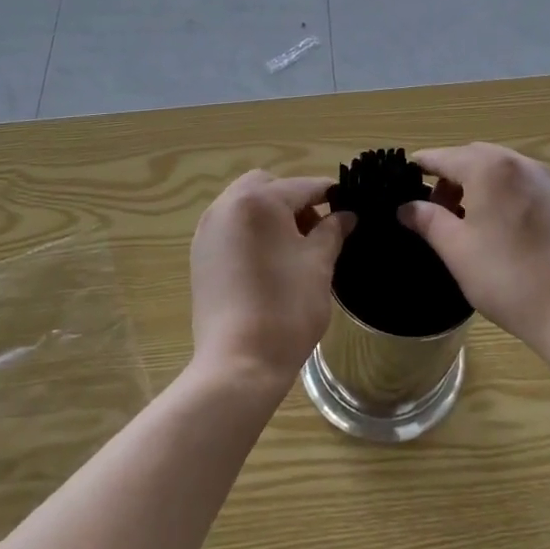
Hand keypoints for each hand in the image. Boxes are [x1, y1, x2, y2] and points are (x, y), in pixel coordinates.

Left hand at [189, 171, 354, 396]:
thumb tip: (345, 215)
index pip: (303, 186)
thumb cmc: (286, 308)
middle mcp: (227, 205)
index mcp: (259, 201)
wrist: (238, 362)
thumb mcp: (318, 264)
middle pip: (267, 186)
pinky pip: (230, 226)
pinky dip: (251, 231)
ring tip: (293, 249)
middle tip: (316, 231)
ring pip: (245, 204)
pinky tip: (268, 262)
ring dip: (271, 214)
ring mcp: (208, 230)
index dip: (330, 195)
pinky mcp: (200, 254)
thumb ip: (332, 231)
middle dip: (294, 200)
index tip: (349, 209)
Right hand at [398, 143, 549, 361]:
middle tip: (435, 210)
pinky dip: (501, 192)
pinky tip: (498, 226)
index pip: (444, 157)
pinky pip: (521, 182)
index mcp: (489, 168)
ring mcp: (546, 179)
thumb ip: (427, 220)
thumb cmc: (506, 278)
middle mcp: (519, 163)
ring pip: (499, 169)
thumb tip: (406, 207)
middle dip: (450, 176)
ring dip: (476, 183)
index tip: (402, 181)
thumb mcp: (456, 249)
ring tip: (465, 221)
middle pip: (473, 157)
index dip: (421, 167)